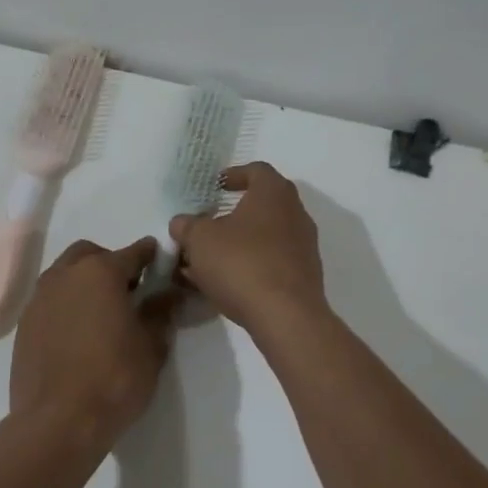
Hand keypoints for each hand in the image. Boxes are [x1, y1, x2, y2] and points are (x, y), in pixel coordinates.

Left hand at [9, 237, 179, 451]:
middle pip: (90, 255)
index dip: (150, 255)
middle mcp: (65, 276)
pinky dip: (66, 305)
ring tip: (101, 314)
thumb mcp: (151, 347)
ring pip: (65, 275)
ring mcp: (39, 299)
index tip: (160, 261)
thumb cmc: (113, 379)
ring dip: (84, 283)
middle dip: (110, 264)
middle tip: (127, 291)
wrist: (57, 423)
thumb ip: (160, 313)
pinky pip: (50, 301)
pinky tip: (78, 334)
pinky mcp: (23, 325)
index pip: (133, 252)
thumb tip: (167, 294)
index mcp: (100, 273)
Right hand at [169, 162, 326, 330]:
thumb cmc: (242, 264)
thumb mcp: (200, 240)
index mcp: (274, 193)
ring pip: (266, 235)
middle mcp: (296, 213)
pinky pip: (273, 260)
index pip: (257, 171)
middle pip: (262, 204)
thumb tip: (182, 223)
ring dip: (239, 242)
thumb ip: (187, 226)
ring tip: (209, 259)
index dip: (234, 175)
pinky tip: (226, 282)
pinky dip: (251, 264)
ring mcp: (304, 246)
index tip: (216, 186)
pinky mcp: (304, 275)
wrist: (286, 316)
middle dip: (232, 213)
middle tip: (208, 223)